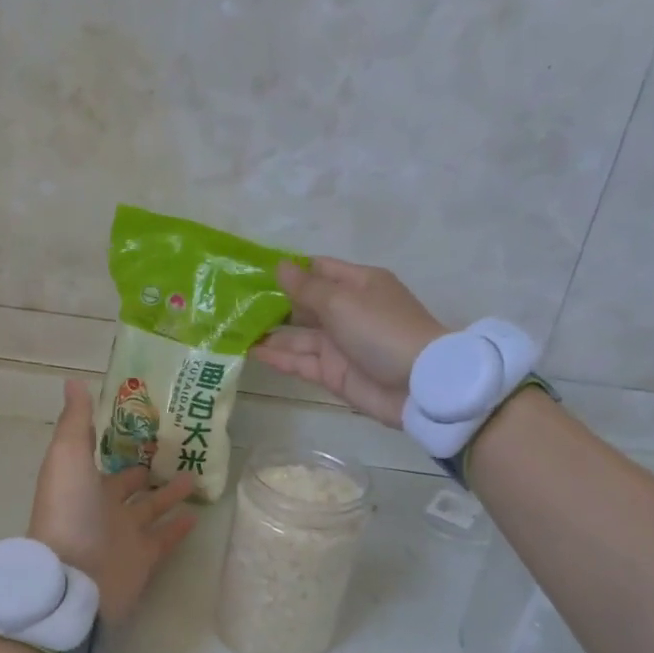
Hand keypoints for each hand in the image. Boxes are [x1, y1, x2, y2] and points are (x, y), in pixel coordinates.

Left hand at [28, 381, 197, 623]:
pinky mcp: (144, 559)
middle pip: (129, 485)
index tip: (144, 423)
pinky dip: (179, 527)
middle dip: (146, 468)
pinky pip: (165, 539)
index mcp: (83, 485)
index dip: (120, 442)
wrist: (75, 580)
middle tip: (175, 448)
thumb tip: (74, 382)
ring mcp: (124, 536)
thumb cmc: (69, 513)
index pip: (104, 459)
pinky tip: (198, 514)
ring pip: (151, 509)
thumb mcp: (67, 458)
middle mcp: (103, 509)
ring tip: (195, 473)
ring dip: (170, 493)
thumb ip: (77, 422)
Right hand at [251, 258, 447, 426]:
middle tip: (233, 304)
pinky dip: (278, 357)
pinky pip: (301, 362)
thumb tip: (280, 267)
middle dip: (272, 304)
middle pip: (304, 305)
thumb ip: (306, 288)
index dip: (288, 271)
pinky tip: (251, 352)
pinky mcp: (334, 374)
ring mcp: (340, 345)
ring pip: (298, 336)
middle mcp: (347, 312)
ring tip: (233, 330)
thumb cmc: (382, 330)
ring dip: (269, 333)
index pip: (318, 270)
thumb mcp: (342, 301)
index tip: (252, 272)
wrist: (419, 385)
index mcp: (357, 285)